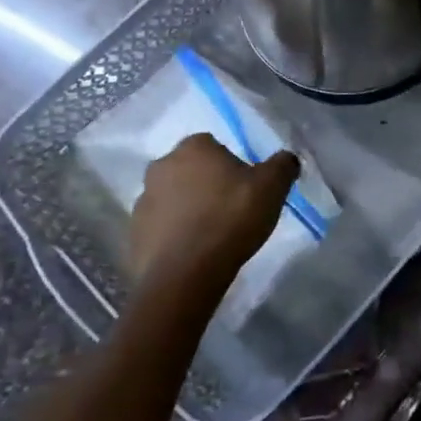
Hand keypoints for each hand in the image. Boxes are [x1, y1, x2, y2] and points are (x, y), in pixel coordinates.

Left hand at [129, 135, 299, 284]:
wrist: (185, 276)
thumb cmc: (230, 219)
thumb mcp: (272, 187)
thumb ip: (283, 165)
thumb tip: (286, 159)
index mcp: (194, 147)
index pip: (214, 145)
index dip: (231, 165)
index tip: (245, 187)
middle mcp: (162, 166)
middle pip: (191, 170)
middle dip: (206, 184)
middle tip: (230, 208)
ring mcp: (143, 201)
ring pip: (173, 198)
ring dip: (188, 209)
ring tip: (212, 234)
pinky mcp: (133, 235)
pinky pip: (160, 227)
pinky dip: (175, 235)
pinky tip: (194, 252)